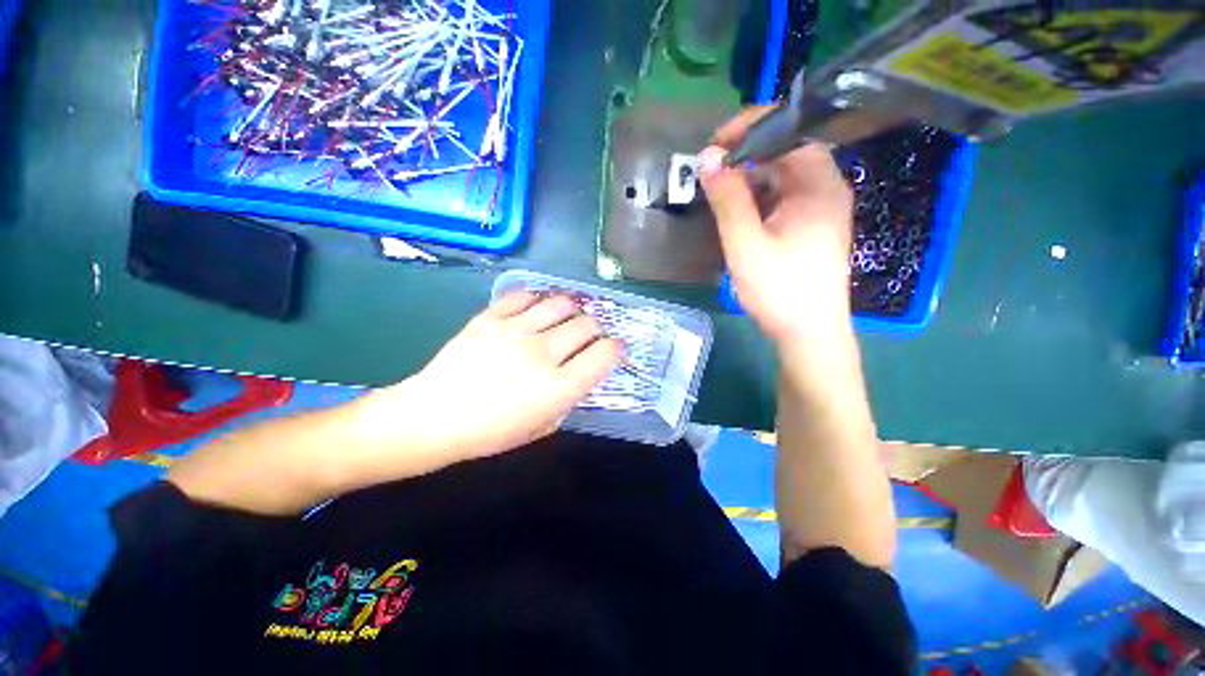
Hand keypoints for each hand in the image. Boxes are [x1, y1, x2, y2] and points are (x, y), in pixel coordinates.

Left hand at [366, 292, 622, 464]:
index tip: (613, 349)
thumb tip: (581, 372)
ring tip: (566, 317)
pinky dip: (537, 299)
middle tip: (589, 336)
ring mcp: (515, 331)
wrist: (433, 418)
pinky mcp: (490, 318)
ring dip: (572, 309)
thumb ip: (569, 398)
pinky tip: (536, 308)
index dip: (615, 348)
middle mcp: (542, 353)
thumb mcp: (542, 427)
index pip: (604, 354)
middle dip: (596, 329)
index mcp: (558, 387)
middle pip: (587, 324)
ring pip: (561, 303)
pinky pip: (523, 296)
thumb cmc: (491, 433)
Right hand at [698, 107, 854, 344]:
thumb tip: (707, 157)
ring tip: (720, 190)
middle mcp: (827, 188)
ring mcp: (821, 208)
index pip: (790, 130)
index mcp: (819, 184)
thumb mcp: (745, 243)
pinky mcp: (813, 227)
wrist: (808, 333)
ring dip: (750, 177)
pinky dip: (759, 197)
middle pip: (787, 152)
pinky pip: (784, 197)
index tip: (714, 144)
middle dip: (746, 154)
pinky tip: (740, 212)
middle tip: (711, 170)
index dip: (750, 128)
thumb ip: (727, 199)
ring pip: (783, 176)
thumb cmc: (779, 289)